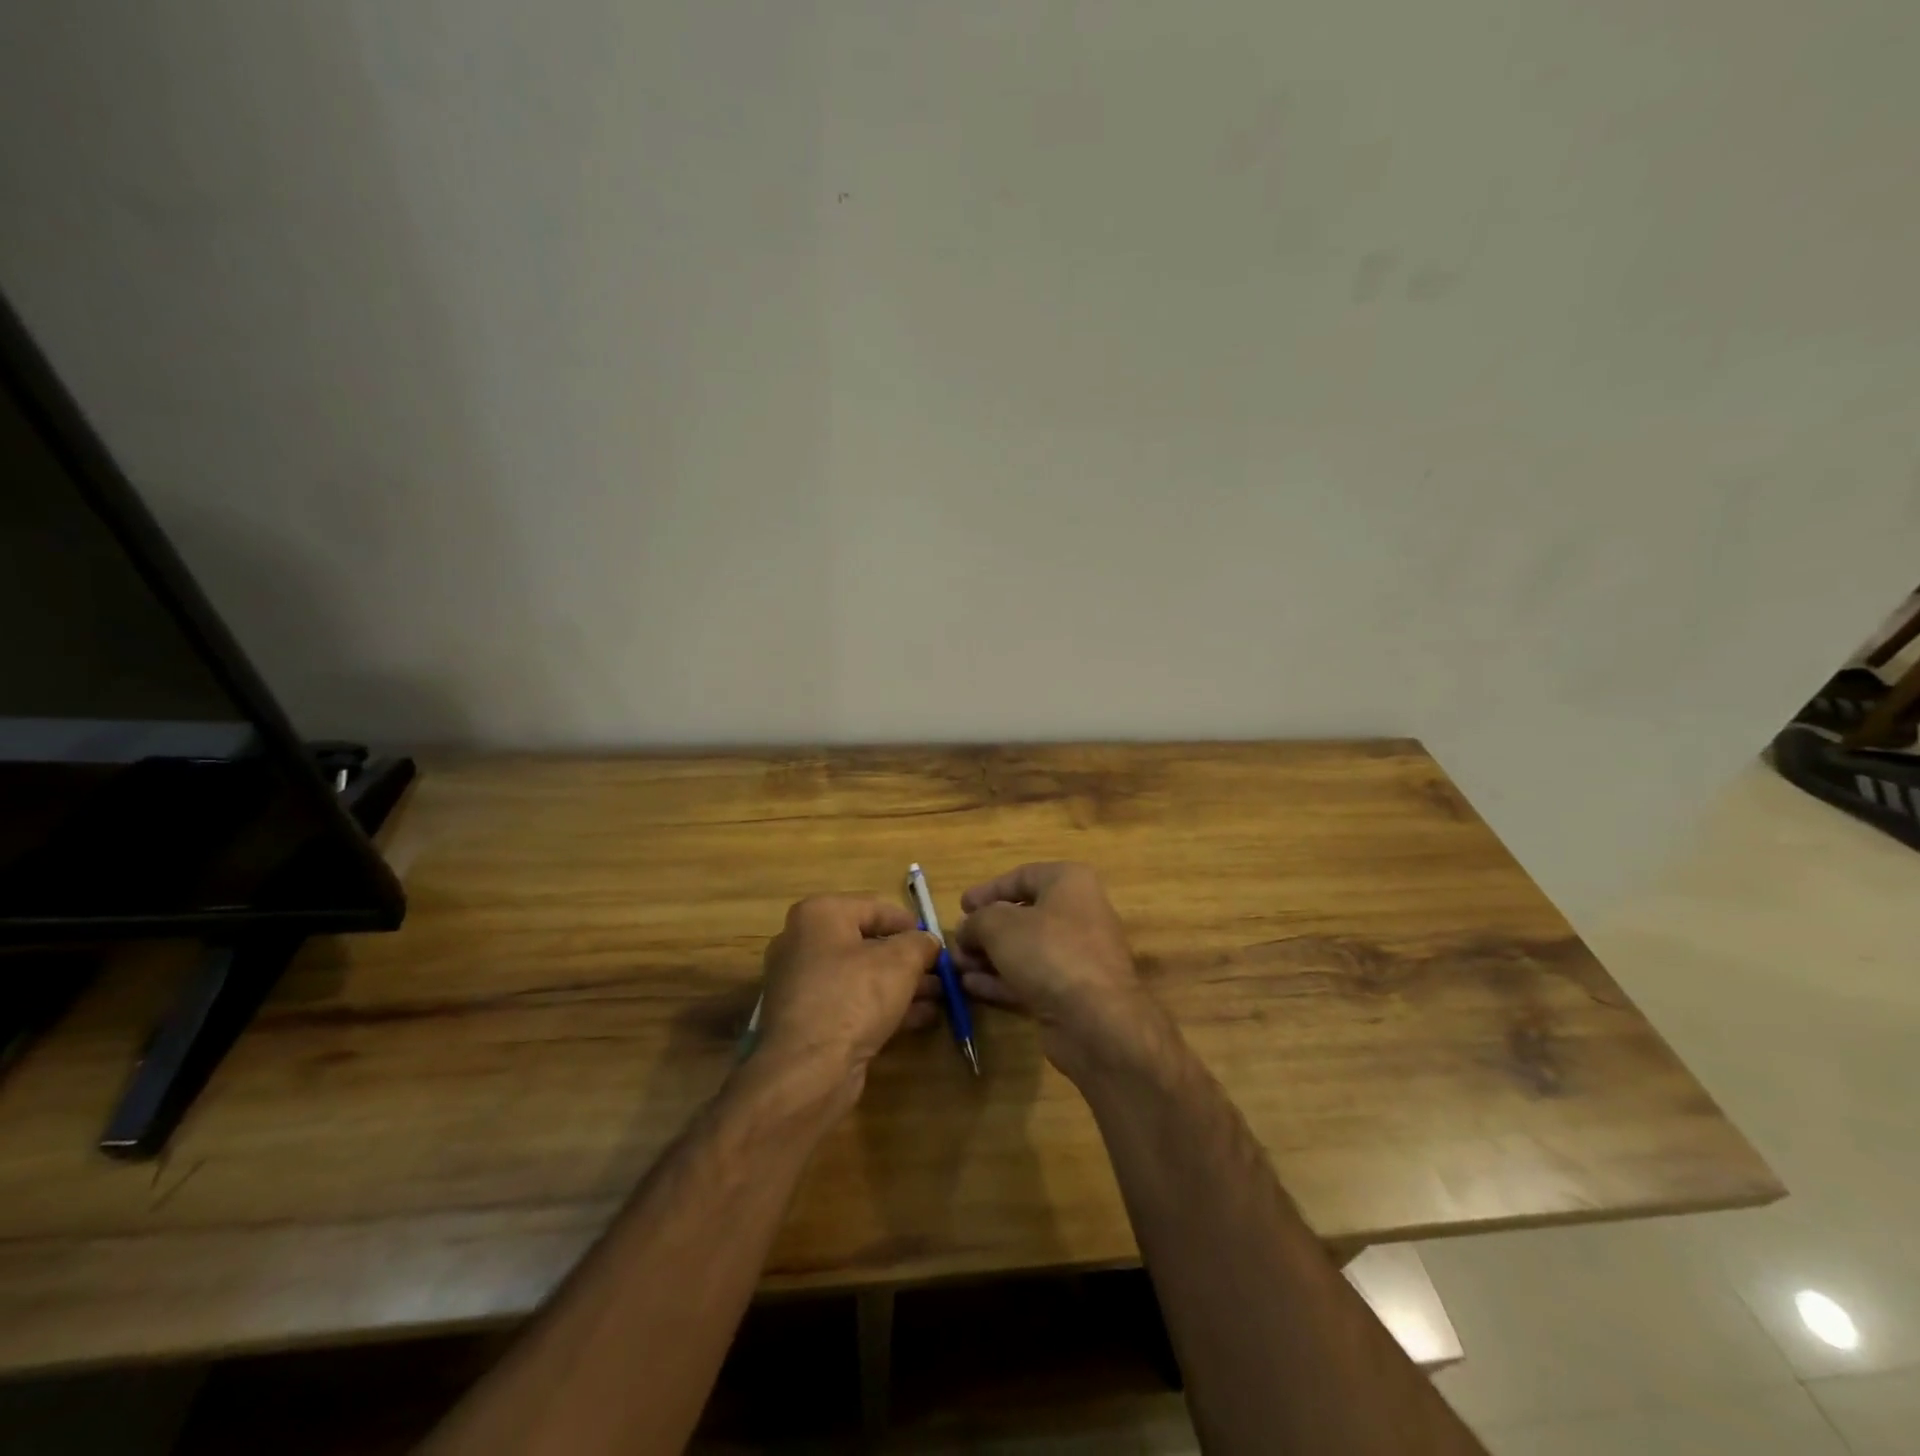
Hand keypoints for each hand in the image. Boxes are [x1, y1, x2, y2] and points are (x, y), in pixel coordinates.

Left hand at [754, 895, 941, 1103]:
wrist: (808, 1070)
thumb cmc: (854, 996)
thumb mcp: (901, 961)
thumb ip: (921, 943)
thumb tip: (929, 941)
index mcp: (819, 915)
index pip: (874, 908)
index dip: (910, 924)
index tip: (936, 941)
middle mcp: (803, 943)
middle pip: (867, 944)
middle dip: (908, 960)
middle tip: (940, 972)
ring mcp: (801, 985)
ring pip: (862, 977)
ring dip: (902, 986)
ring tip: (939, 997)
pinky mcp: (807, 1021)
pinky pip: (852, 1003)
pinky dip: (884, 1007)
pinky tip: (920, 1018)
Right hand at [952, 862, 1165, 1080]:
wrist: (1096, 1019)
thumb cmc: (1049, 952)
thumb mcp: (999, 925)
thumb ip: (977, 921)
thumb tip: (967, 929)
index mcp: (1069, 883)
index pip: (1023, 876)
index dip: (989, 890)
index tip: (962, 906)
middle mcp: (1077, 914)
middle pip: (1022, 915)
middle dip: (985, 930)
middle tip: (957, 942)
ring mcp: (1076, 956)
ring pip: (1024, 950)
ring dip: (988, 957)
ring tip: (956, 966)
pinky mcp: (1071, 992)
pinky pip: (1030, 978)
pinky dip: (1001, 980)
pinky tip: (971, 986)